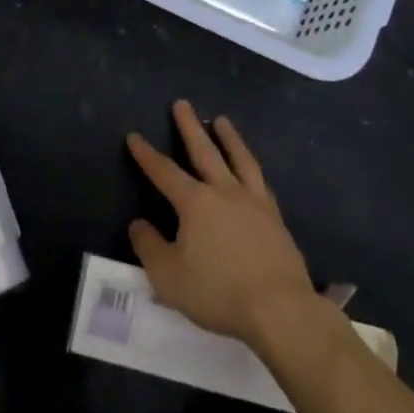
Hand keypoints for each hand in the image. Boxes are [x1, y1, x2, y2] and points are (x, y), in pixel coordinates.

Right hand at [126, 100, 315, 345]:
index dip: (146, 154)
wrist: (279, 309)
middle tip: (182, 103)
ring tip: (222, 120)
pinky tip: (251, 168)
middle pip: (204, 151)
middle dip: (190, 127)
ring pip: (239, 159)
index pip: (164, 171)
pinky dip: (252, 168)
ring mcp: (254, 202)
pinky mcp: (276, 218)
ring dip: (229, 137)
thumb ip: (149, 247)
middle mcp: (224, 192)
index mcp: (195, 203)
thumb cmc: (218, 292)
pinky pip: (260, 182)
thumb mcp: (168, 276)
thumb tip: (138, 224)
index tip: (134, 136)